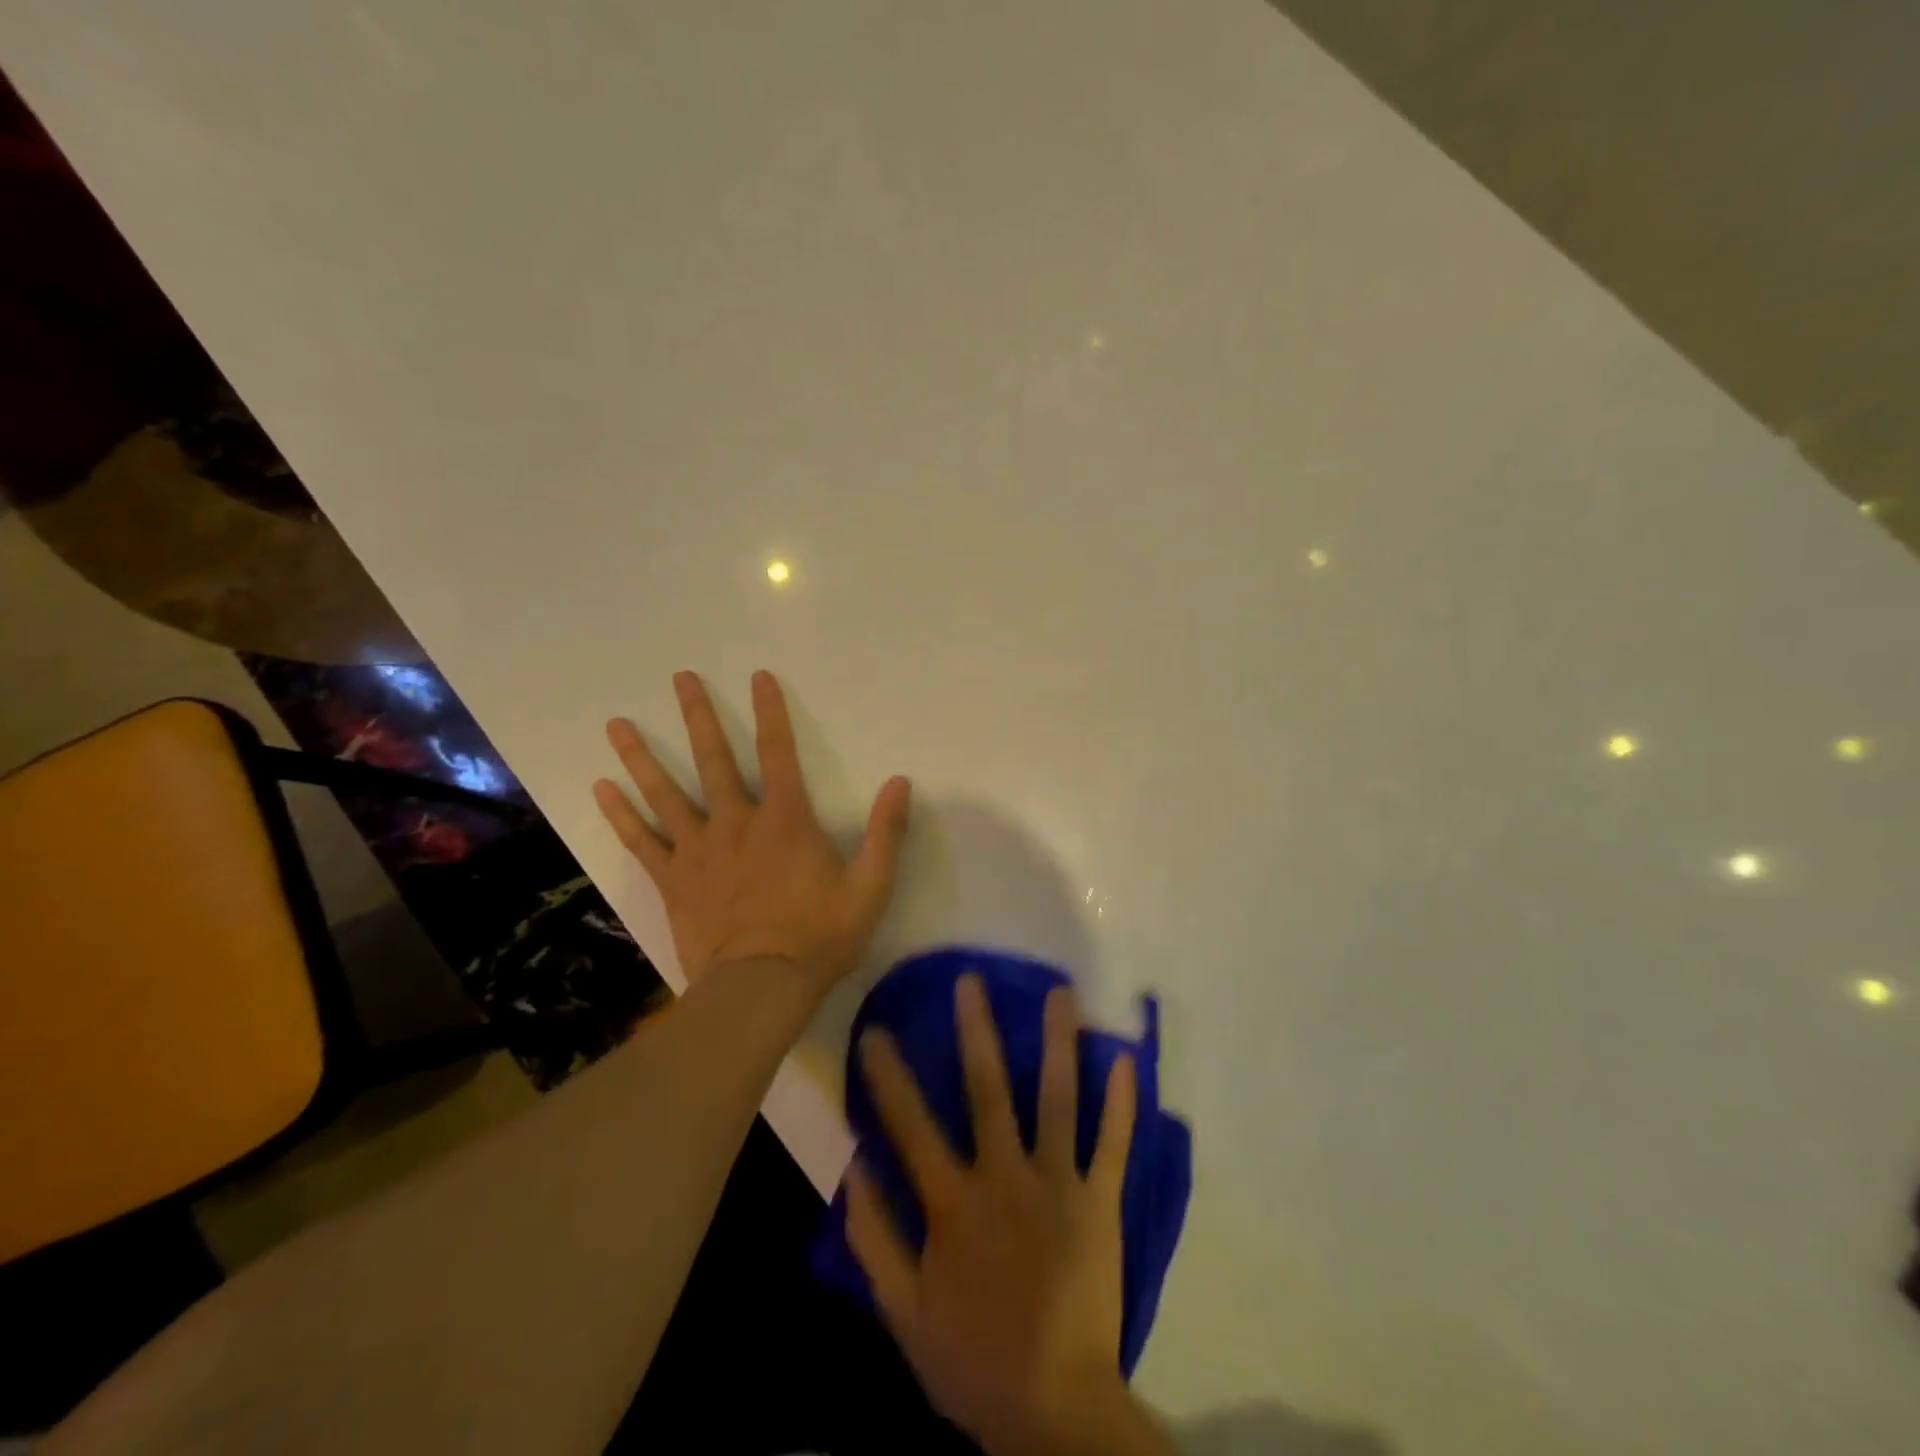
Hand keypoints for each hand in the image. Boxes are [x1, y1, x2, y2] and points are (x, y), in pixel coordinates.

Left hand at [592, 669, 910, 994]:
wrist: (761, 988)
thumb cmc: (821, 937)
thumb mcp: (871, 887)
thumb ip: (886, 832)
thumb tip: (900, 782)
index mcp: (785, 820)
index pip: (779, 752)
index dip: (770, 712)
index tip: (758, 677)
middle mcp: (736, 823)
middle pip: (713, 760)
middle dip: (698, 716)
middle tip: (680, 678)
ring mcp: (698, 850)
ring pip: (665, 794)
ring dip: (641, 756)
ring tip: (616, 724)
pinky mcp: (673, 880)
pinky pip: (640, 841)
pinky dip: (620, 814)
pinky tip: (599, 789)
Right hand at [849, 975, 1171, 1455]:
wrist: (1056, 1410)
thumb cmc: (974, 1359)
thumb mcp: (903, 1312)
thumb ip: (875, 1237)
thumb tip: (853, 1168)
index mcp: (955, 1203)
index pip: (911, 1125)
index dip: (889, 1076)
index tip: (875, 1029)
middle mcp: (1006, 1178)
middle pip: (988, 1092)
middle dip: (977, 1031)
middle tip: (971, 980)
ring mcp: (1059, 1185)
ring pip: (1057, 1101)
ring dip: (1059, 1044)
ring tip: (1060, 993)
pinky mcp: (1101, 1203)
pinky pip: (1112, 1145)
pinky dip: (1121, 1103)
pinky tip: (1127, 1059)